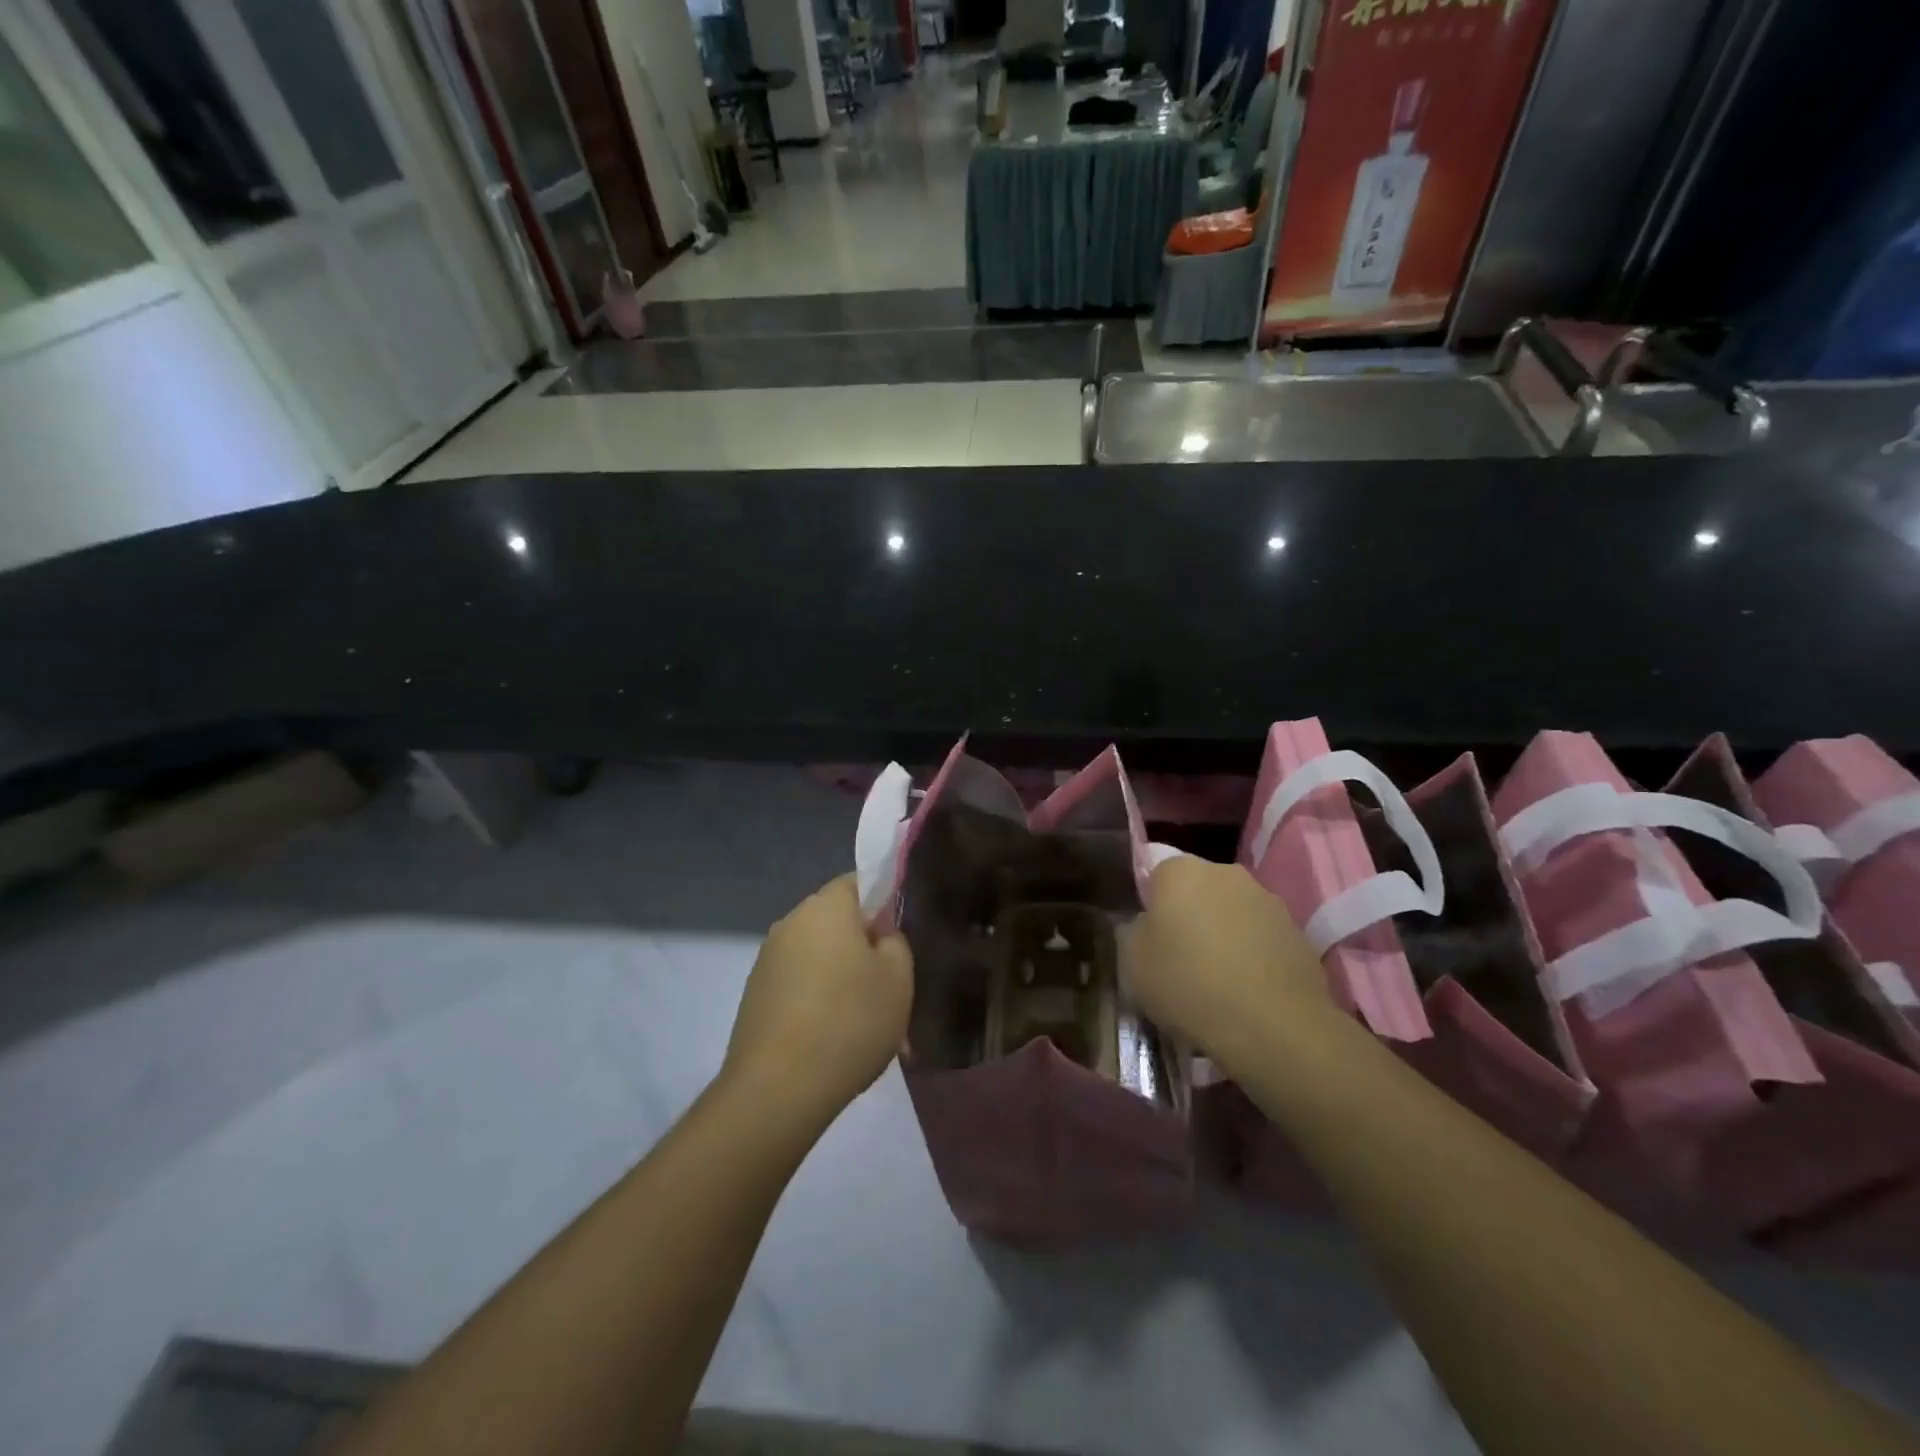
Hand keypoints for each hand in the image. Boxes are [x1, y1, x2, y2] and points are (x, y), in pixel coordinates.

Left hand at [723, 874, 913, 1131]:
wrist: (777, 1090)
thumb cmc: (849, 1021)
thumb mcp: (899, 978)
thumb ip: (896, 942)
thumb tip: (879, 936)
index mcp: (825, 907)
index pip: (859, 882)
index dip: (884, 901)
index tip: (900, 936)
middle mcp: (790, 922)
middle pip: (836, 919)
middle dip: (862, 943)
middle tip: (889, 982)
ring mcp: (767, 960)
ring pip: (817, 955)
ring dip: (840, 975)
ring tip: (863, 1018)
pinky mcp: (754, 995)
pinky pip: (798, 983)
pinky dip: (817, 999)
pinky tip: (833, 1036)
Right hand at [1122, 856, 1330, 1078]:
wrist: (1273, 1026)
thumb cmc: (1189, 984)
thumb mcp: (1133, 963)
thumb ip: (1133, 932)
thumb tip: (1146, 924)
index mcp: (1180, 870)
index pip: (1155, 876)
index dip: (1151, 908)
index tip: (1151, 940)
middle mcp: (1225, 872)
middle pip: (1197, 890)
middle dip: (1189, 916)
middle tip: (1180, 958)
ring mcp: (1267, 899)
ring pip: (1231, 912)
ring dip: (1223, 934)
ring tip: (1217, 980)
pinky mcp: (1297, 931)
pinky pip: (1260, 937)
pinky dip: (1252, 955)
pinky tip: (1246, 990)